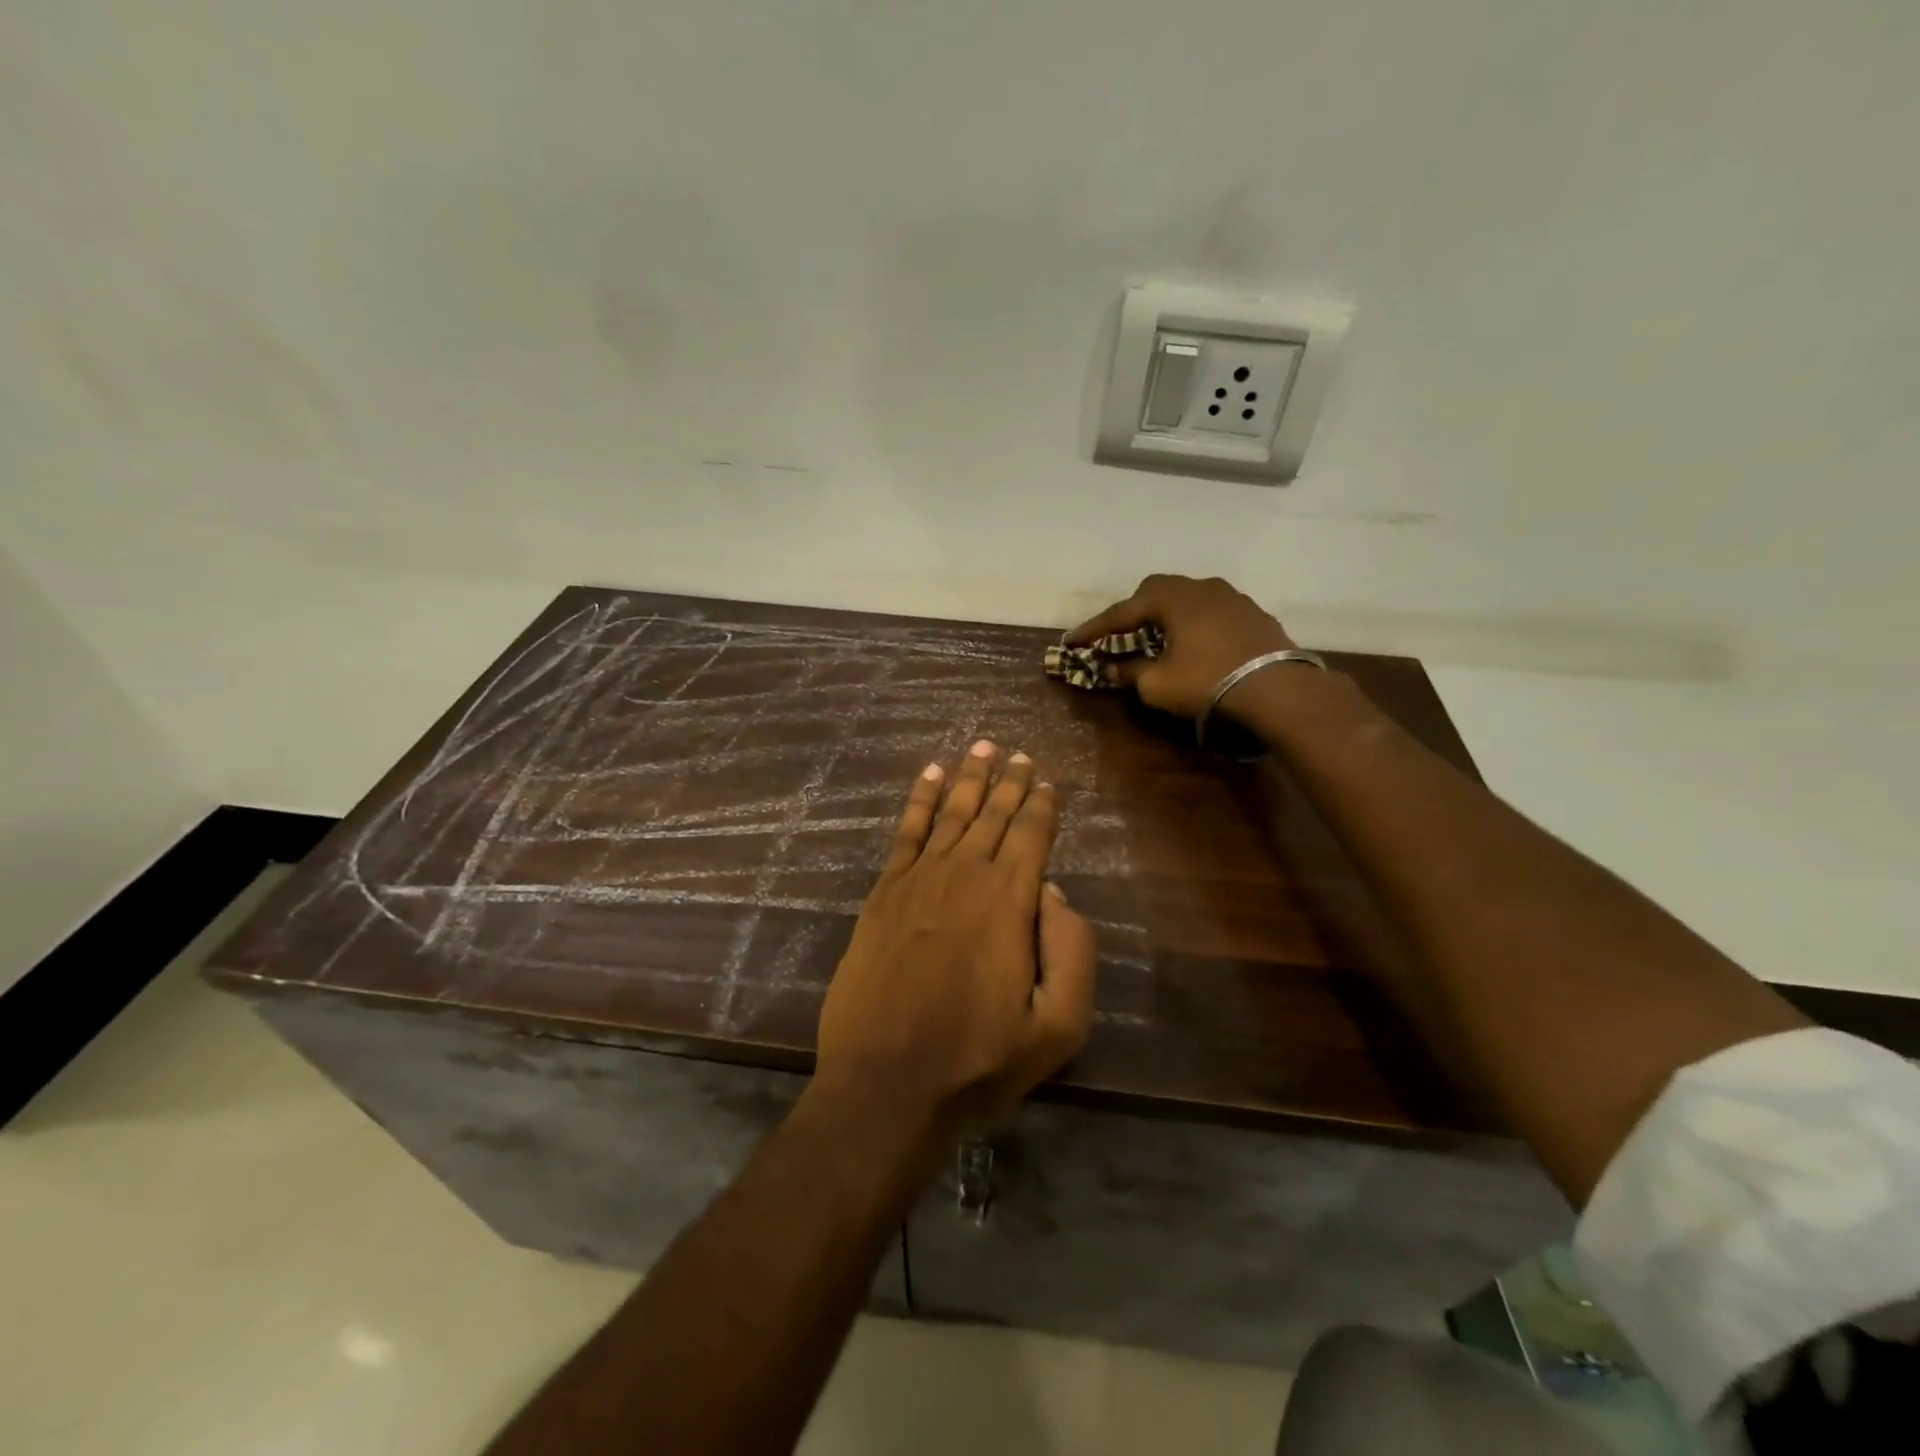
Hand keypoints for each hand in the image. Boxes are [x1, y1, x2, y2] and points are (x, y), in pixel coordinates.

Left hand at [815, 741, 1096, 1137]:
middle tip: (1018, 752)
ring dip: (969, 777)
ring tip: (982, 745)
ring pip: (951, 812)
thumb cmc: (979, 1060)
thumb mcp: (1059, 1024)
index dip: (1042, 803)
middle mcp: (966, 874)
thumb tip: (1052, 892)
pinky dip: (920, 800)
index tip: (1047, 779)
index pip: (1032, 834)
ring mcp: (919, 880)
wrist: (887, 1083)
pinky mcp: (883, 893)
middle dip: (1009, 779)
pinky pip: (906, 832)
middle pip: (992, 813)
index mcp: (1011, 900)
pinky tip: (930, 775)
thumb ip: (1071, 950)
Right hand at [1067, 574, 1296, 719]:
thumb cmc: (1207, 682)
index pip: (1121, 611)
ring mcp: (1232, 597)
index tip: (1072, 641)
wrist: (1278, 690)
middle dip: (1132, 612)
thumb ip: (1129, 672)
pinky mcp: (1253, 613)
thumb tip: (1110, 667)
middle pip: (1155, 590)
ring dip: (1166, 615)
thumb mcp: (1157, 684)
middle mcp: (1201, 587)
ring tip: (1157, 638)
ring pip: (1187, 597)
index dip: (1093, 629)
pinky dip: (1193, 623)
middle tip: (1118, 635)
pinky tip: (1194, 643)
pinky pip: (1211, 611)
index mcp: (1172, 598)